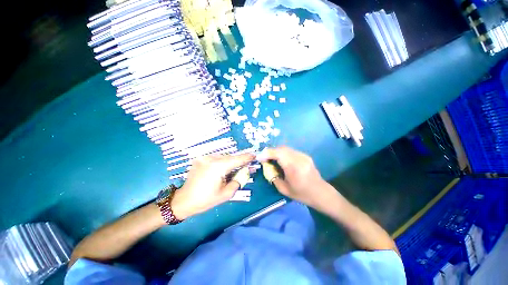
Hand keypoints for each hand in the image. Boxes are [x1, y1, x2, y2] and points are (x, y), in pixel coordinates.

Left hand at [171, 153, 254, 218]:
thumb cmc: (205, 200)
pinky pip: (216, 159)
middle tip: (246, 166)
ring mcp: (204, 158)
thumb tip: (245, 172)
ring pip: (223, 157)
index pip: (237, 159)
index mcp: (218, 167)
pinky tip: (223, 170)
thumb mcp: (226, 194)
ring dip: (230, 162)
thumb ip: (238, 181)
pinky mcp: (200, 159)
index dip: (246, 157)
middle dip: (239, 161)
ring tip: (234, 169)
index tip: (254, 155)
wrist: (183, 201)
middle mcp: (211, 158)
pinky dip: (222, 163)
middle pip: (230, 157)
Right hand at [257, 146, 325, 206]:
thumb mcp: (283, 189)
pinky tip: (281, 160)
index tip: (259, 157)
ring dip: (276, 152)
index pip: (278, 154)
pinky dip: (283, 153)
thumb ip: (273, 176)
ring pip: (286, 148)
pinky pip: (290, 151)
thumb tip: (266, 166)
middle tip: (264, 158)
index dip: (267, 153)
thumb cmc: (302, 194)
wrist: (320, 193)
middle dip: (270, 152)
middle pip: (281, 148)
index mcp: (294, 167)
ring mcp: (303, 155)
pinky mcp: (305, 155)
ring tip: (271, 159)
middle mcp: (299, 158)